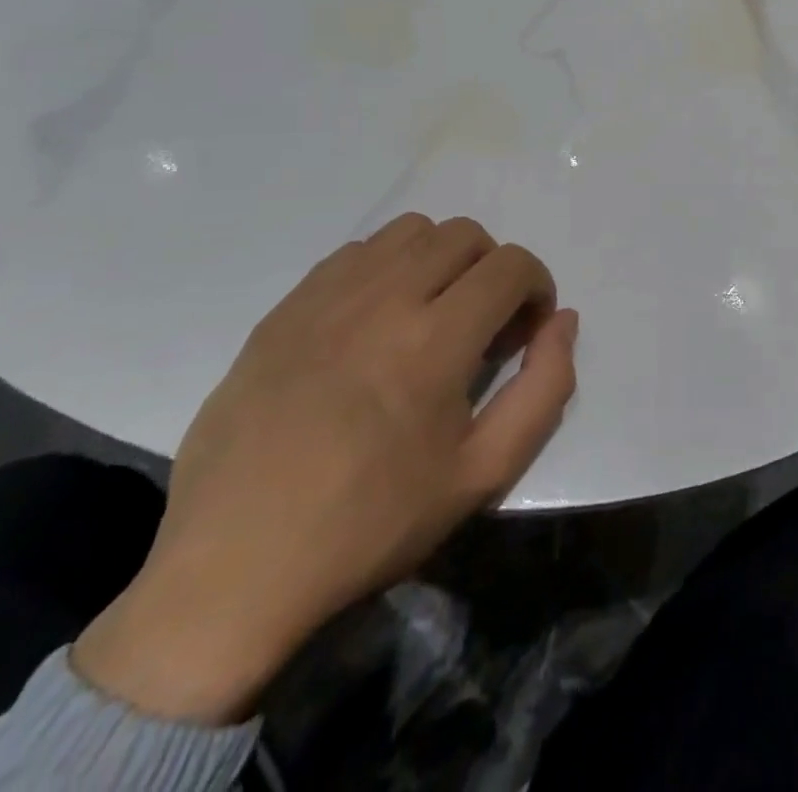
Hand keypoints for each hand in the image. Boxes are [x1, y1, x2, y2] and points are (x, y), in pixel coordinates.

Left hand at [73, 214, 577, 723]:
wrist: (235, 567)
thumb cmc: (371, 524)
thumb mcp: (483, 473)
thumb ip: (544, 388)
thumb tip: (563, 321)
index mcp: (435, 340)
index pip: (511, 265)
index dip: (536, 287)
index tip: (526, 329)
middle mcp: (384, 298)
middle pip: (464, 235)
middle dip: (493, 269)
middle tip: (483, 324)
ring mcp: (327, 296)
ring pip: (410, 230)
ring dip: (441, 258)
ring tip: (432, 313)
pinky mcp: (287, 307)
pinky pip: (356, 252)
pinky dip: (387, 267)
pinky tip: (376, 320)